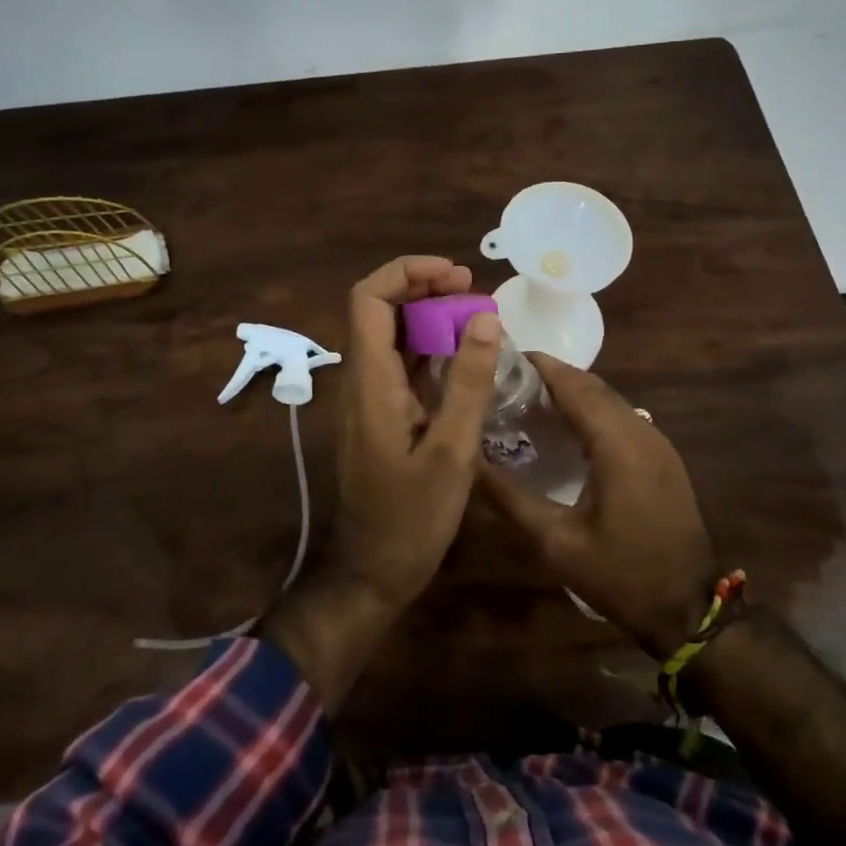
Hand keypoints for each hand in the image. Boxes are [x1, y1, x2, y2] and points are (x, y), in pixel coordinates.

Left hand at [261, 256, 502, 707]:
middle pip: (380, 309)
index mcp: (370, 381)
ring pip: (391, 334)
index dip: (408, 274)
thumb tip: (484, 317)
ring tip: (476, 315)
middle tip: (473, 292)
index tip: (456, 275)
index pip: (369, 299)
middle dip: (424, 289)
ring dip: (428, 316)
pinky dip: (429, 346)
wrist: (371, 572)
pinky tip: (463, 354)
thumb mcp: (451, 452)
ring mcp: (368, 397)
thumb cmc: (411, 519)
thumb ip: (467, 382)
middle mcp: (361, 379)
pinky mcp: (380, 414)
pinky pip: (400, 362)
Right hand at [476, 354, 717, 657]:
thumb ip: (510, 498)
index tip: (503, 358)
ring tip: (529, 398)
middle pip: (592, 385)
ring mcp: (657, 442)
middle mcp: (640, 431)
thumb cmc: (620, 576)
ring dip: (572, 390)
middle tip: (507, 380)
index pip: (574, 385)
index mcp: (617, 443)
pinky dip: (591, 408)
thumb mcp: (556, 543)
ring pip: (609, 398)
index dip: (539, 366)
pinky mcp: (662, 456)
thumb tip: (469, 463)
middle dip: (551, 375)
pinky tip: (566, 427)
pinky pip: (621, 416)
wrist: (688, 611)